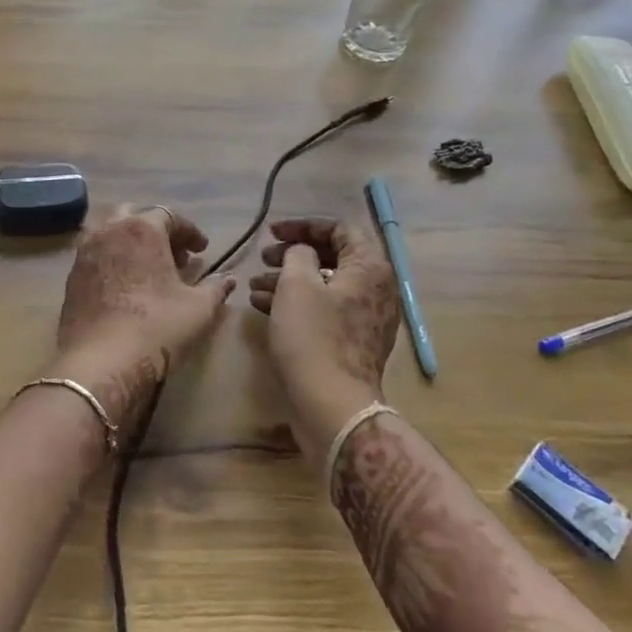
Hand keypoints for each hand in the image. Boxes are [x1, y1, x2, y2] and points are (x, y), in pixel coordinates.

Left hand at [53, 206, 234, 435]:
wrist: (100, 363)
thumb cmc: (157, 327)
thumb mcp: (198, 309)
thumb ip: (216, 288)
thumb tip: (229, 279)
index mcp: (142, 229)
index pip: (170, 216)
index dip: (189, 232)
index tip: (201, 249)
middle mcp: (109, 230)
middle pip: (134, 215)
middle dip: (156, 230)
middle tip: (174, 255)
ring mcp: (85, 252)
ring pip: (109, 231)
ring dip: (130, 241)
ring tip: (146, 266)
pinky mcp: (71, 276)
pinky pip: (95, 254)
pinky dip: (112, 258)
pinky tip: (124, 284)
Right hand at [248, 217, 400, 426]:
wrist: (332, 405)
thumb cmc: (313, 337)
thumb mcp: (297, 284)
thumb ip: (298, 254)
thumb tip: (303, 253)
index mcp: (370, 267)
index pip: (340, 228)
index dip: (303, 226)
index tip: (273, 233)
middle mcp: (376, 288)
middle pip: (333, 256)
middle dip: (294, 254)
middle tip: (264, 256)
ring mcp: (367, 318)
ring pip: (325, 285)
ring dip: (289, 279)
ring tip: (255, 284)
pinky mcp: (353, 342)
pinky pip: (325, 310)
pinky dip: (297, 303)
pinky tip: (263, 306)